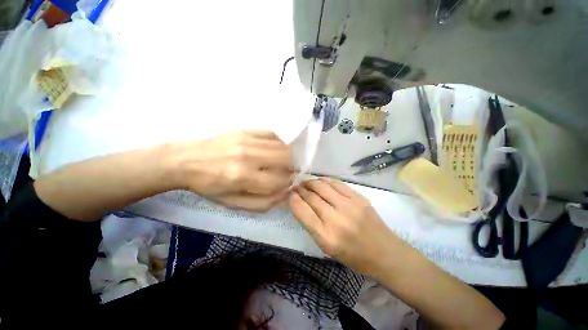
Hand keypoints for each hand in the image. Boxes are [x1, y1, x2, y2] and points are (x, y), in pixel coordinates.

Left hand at [170, 130, 293, 211]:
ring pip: (282, 146)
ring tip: (280, 162)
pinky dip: (278, 143)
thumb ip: (262, 203)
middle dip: (290, 168)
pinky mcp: (245, 131)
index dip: (287, 184)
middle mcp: (247, 156)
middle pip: (285, 159)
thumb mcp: (233, 203)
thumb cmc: (209, 186)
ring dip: (287, 156)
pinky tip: (273, 150)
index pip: (279, 180)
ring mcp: (247, 140)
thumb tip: (285, 194)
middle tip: (284, 173)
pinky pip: (272, 134)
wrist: (185, 161)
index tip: (286, 184)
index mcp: (242, 177)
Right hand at [289, 178, 401, 275]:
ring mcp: (349, 206)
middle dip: (300, 189)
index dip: (293, 199)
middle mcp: (336, 219)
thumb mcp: (327, 247)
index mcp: (326, 237)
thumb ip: (312, 225)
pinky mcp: (359, 198)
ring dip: (311, 182)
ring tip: (306, 183)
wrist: (385, 253)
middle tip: (296, 187)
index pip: (302, 211)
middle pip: (311, 197)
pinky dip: (325, 181)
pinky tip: (321, 181)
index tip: (289, 194)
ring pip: (323, 187)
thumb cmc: (353, 255)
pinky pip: (337, 184)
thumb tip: (300, 204)